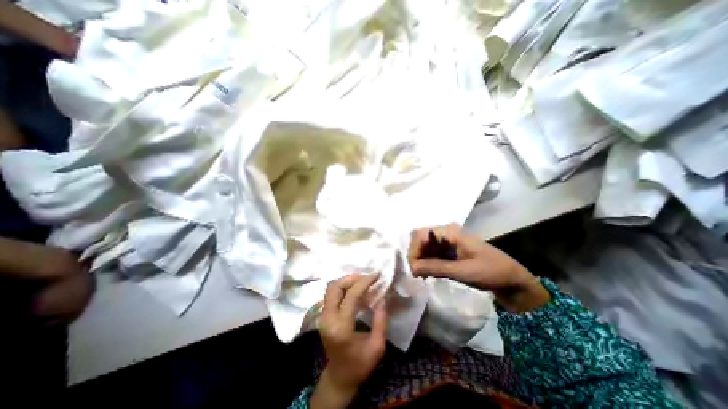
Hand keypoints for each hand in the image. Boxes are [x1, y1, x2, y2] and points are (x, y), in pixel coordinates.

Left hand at [309, 274, 388, 408]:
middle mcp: (328, 319)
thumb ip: (381, 321)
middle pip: (335, 287)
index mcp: (341, 327)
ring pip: (331, 288)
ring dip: (347, 281)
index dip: (364, 282)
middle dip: (352, 278)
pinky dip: (343, 287)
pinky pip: (331, 294)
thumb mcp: (377, 347)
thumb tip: (383, 298)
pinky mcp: (323, 316)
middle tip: (368, 278)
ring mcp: (323, 316)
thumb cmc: (359, 366)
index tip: (376, 274)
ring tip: (362, 282)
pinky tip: (355, 289)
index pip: (351, 295)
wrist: (339, 378)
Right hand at [407, 225, 548, 311]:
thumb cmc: (491, 272)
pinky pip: (432, 253)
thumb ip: (436, 268)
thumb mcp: (463, 271)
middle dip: (416, 255)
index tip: (414, 269)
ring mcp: (448, 242)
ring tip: (421, 275)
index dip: (414, 249)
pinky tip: (428, 273)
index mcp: (451, 232)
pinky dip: (427, 262)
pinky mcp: (450, 251)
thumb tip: (413, 268)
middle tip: (417, 274)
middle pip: (421, 239)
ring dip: (421, 260)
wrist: (513, 279)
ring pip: (425, 246)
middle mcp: (447, 233)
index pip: (421, 234)